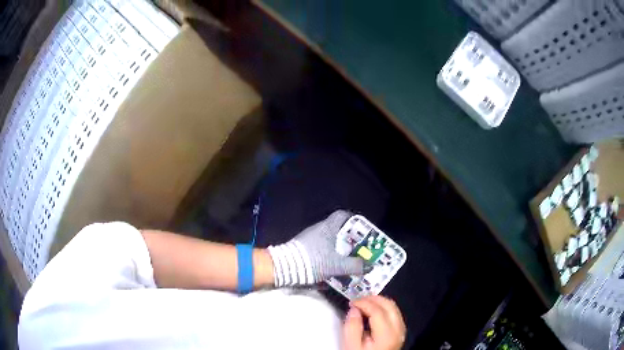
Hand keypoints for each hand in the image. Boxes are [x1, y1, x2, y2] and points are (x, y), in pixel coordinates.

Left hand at [267, 210, 364, 285]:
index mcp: (328, 228)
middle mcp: (318, 230)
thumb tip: (369, 266)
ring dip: (339, 249)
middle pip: (337, 230)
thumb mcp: (337, 265)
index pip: (343, 215)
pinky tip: (333, 267)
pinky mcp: (303, 249)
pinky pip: (321, 249)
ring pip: (329, 241)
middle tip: (358, 249)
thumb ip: (355, 266)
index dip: (354, 220)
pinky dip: (329, 256)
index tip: (362, 231)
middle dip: (349, 240)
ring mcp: (309, 239)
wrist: (285, 267)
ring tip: (348, 260)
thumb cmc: (314, 261)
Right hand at [343, 295, 405, 349]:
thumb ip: (352, 327)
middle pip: (390, 305)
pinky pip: (395, 314)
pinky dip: (384, 309)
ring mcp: (401, 331)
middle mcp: (398, 331)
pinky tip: (373, 312)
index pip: (378, 310)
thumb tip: (354, 310)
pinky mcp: (399, 333)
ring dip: (379, 303)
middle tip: (358, 299)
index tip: (352, 302)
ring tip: (364, 304)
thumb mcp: (351, 346)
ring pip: (394, 308)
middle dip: (373, 299)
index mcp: (387, 335)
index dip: (364, 303)